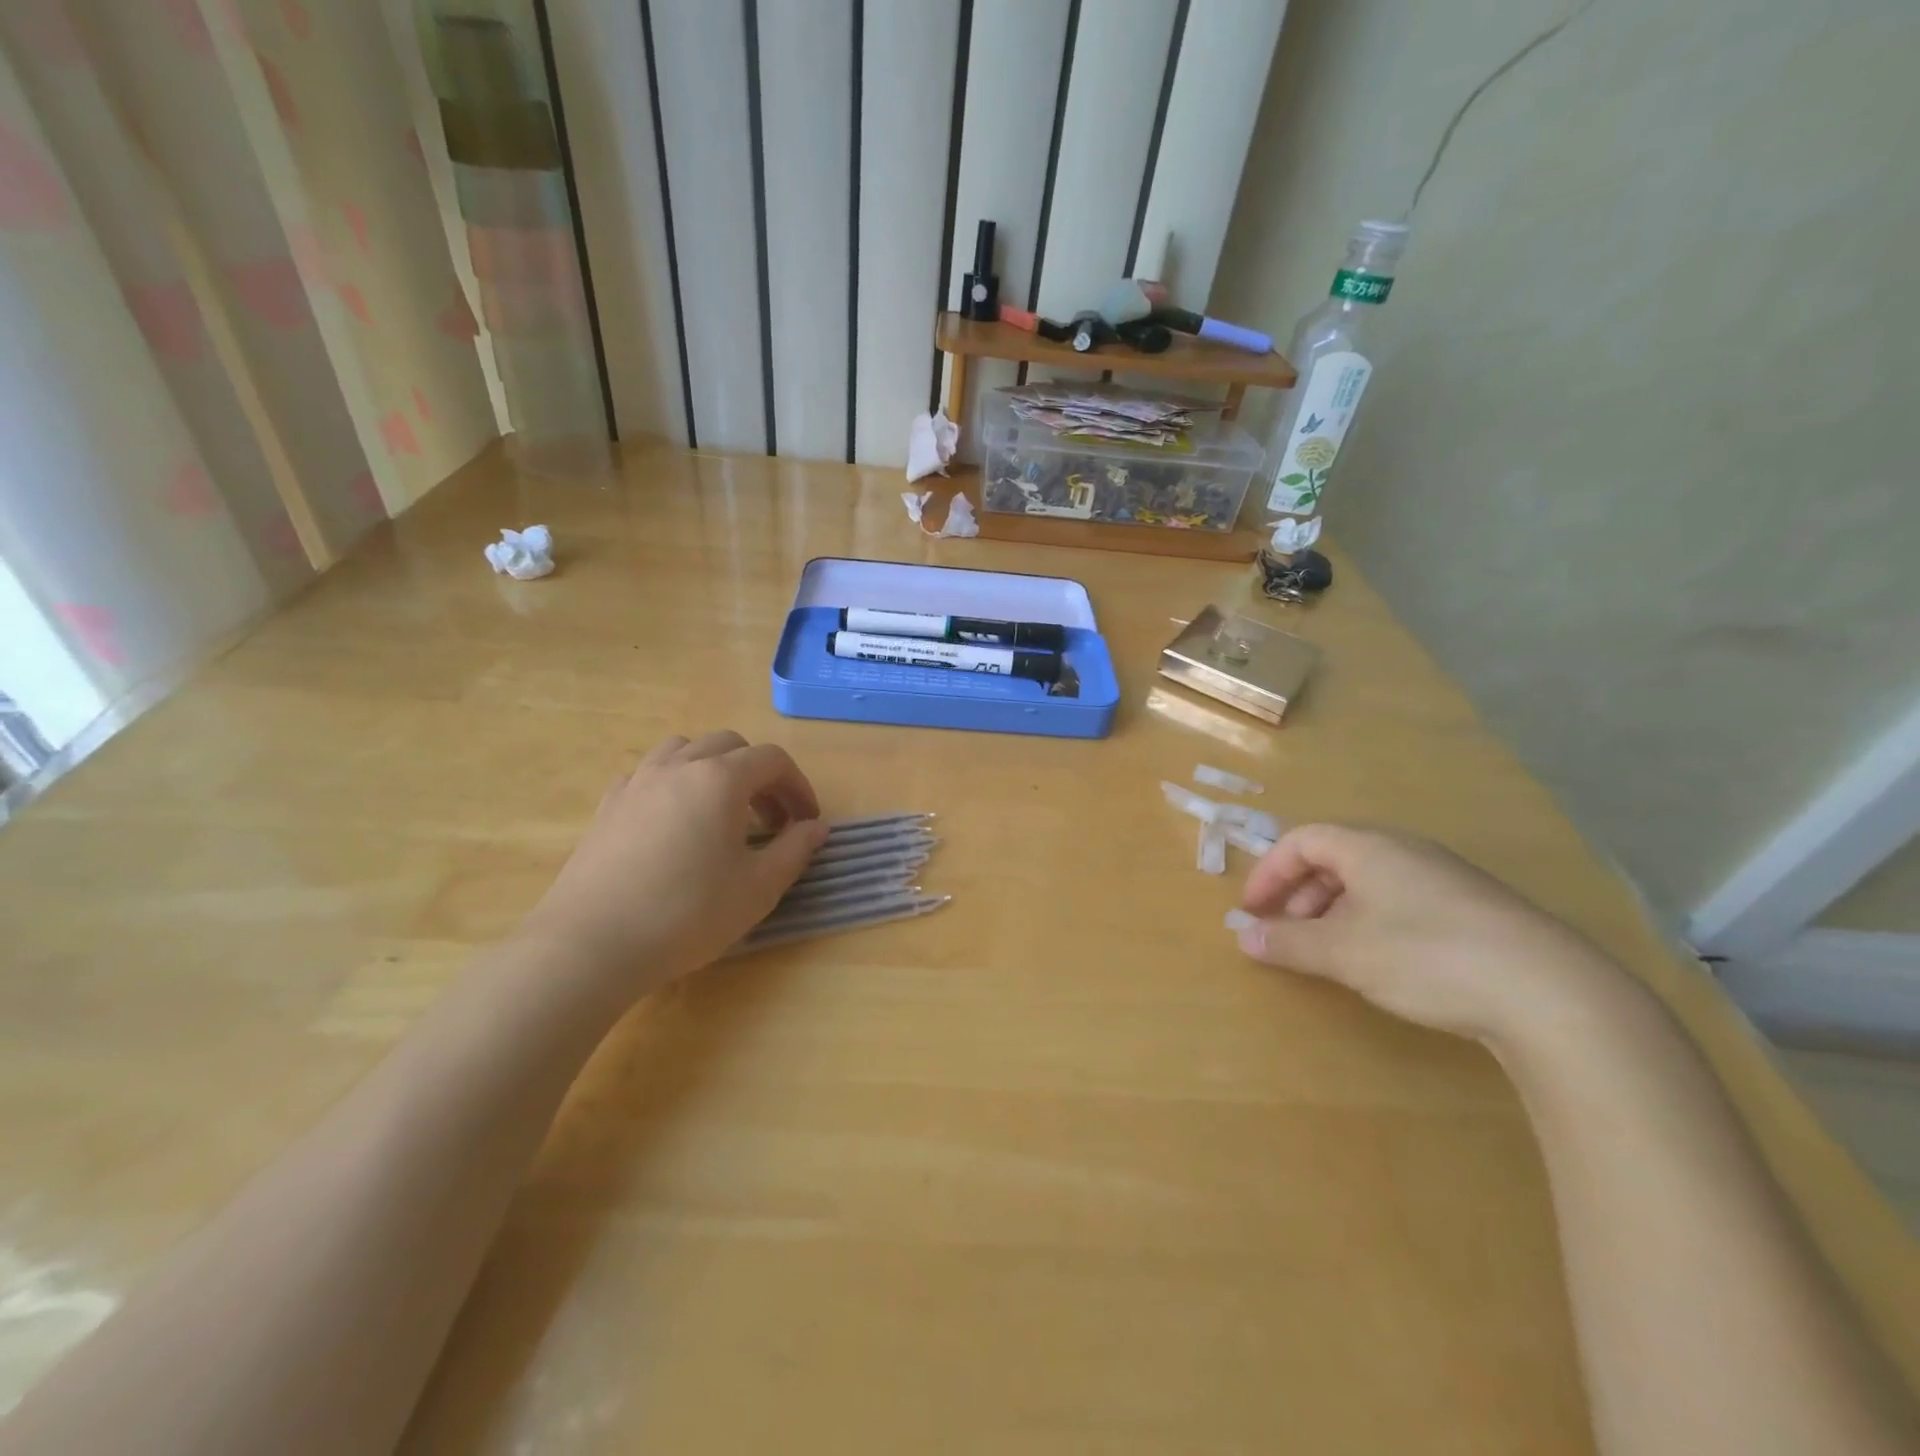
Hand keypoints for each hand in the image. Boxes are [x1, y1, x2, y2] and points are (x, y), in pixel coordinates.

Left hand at [520, 732, 828, 994]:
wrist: (591, 944)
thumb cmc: (687, 914)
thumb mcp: (758, 888)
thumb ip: (795, 850)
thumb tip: (817, 827)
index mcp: (720, 779)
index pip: (773, 760)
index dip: (799, 786)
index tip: (808, 822)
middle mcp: (679, 766)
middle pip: (730, 745)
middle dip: (759, 774)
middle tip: (771, 819)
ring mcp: (637, 781)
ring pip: (684, 749)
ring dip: (714, 769)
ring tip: (722, 810)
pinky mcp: (608, 805)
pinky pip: (649, 773)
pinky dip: (673, 782)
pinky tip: (674, 820)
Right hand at [1234, 824, 1620, 1044]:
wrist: (1552, 994)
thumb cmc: (1426, 956)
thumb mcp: (1345, 953)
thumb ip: (1289, 942)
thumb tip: (1244, 937)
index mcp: (1370, 848)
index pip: (1302, 840)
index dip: (1269, 872)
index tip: (1252, 911)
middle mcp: (1406, 851)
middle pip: (1335, 858)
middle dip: (1300, 893)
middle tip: (1288, 932)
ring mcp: (1446, 879)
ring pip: (1371, 881)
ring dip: (1336, 910)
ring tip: (1332, 952)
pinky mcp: (1476, 910)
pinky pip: (1403, 901)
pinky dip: (1373, 922)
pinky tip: (1384, 963)